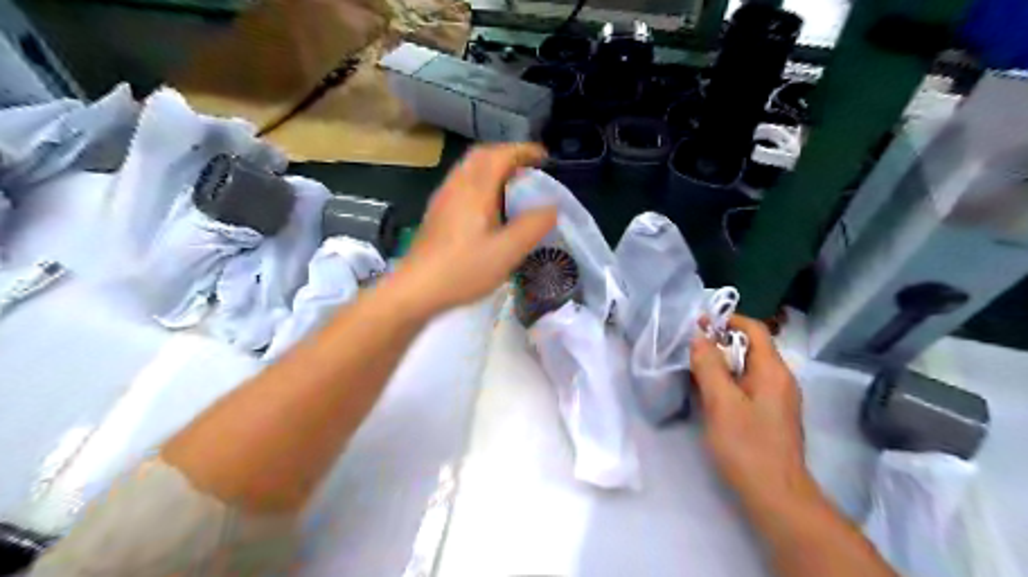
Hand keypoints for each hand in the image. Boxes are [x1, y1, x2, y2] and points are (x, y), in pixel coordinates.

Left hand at [395, 141, 558, 314]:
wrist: (416, 289)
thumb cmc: (464, 270)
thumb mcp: (507, 252)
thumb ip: (533, 226)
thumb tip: (552, 208)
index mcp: (475, 190)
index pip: (500, 155)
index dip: (523, 151)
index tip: (544, 157)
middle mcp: (456, 186)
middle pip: (481, 156)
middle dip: (507, 155)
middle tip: (528, 168)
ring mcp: (442, 199)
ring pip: (468, 170)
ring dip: (492, 168)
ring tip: (512, 186)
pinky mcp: (436, 214)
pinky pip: (461, 184)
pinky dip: (480, 182)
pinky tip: (487, 207)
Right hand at [690, 316, 819, 513]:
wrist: (776, 497)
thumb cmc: (747, 446)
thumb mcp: (721, 402)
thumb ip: (708, 365)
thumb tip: (698, 336)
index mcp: (773, 371)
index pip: (754, 329)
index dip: (727, 320)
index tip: (698, 323)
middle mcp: (780, 379)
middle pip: (751, 347)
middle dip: (720, 342)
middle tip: (689, 348)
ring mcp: (777, 399)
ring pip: (747, 367)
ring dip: (721, 362)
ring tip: (693, 367)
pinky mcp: (770, 415)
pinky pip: (748, 386)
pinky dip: (728, 381)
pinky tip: (708, 393)